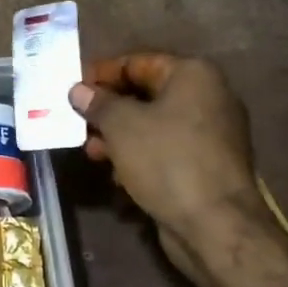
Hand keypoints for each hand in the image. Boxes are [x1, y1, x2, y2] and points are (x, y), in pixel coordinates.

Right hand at [69, 54, 279, 277]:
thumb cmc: (167, 160)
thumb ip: (98, 103)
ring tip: (91, 151)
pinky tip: (116, 174)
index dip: (101, 73)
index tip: (72, 88)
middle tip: (77, 121)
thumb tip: (79, 90)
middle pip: (145, 94)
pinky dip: (139, 156)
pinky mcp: (207, 165)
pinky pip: (165, 150)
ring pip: (153, 125)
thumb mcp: (122, 125)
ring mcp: (211, 133)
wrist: (215, 225)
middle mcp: (208, 97)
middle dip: (108, 109)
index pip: (137, 62)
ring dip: (119, 136)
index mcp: (193, 75)